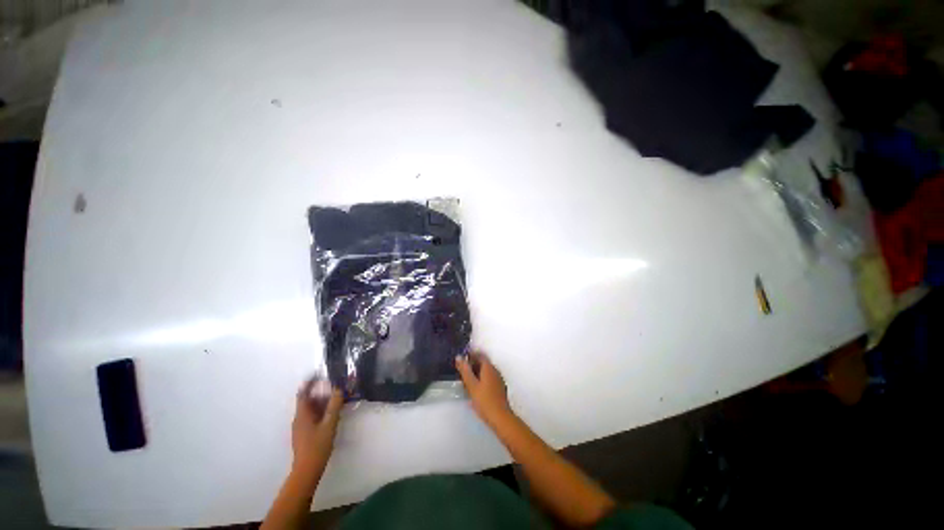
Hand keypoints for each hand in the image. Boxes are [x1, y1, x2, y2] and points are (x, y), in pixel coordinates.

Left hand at [291, 378, 343, 475]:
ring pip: (312, 408)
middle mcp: (299, 418)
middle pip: (309, 399)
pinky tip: (333, 414)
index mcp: (302, 414)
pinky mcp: (305, 433)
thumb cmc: (317, 446)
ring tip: (338, 399)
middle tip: (337, 387)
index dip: (310, 382)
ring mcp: (301, 426)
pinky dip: (322, 411)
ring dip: (323, 402)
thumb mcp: (329, 424)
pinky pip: (313, 416)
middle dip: (322, 392)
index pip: (303, 393)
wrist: (307, 471)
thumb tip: (338, 388)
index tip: (320, 373)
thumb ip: (334, 405)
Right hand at [456, 352, 512, 426]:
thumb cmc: (484, 400)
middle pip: (484, 362)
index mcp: (489, 368)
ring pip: (487, 371)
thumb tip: (459, 357)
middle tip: (463, 369)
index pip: (480, 355)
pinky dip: (482, 379)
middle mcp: (495, 371)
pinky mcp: (499, 388)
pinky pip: (489, 378)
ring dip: (477, 372)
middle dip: (473, 364)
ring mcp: (498, 379)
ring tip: (467, 379)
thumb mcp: (471, 385)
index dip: (471, 355)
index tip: (462, 358)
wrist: (500, 417)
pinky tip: (476, 388)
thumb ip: (465, 370)